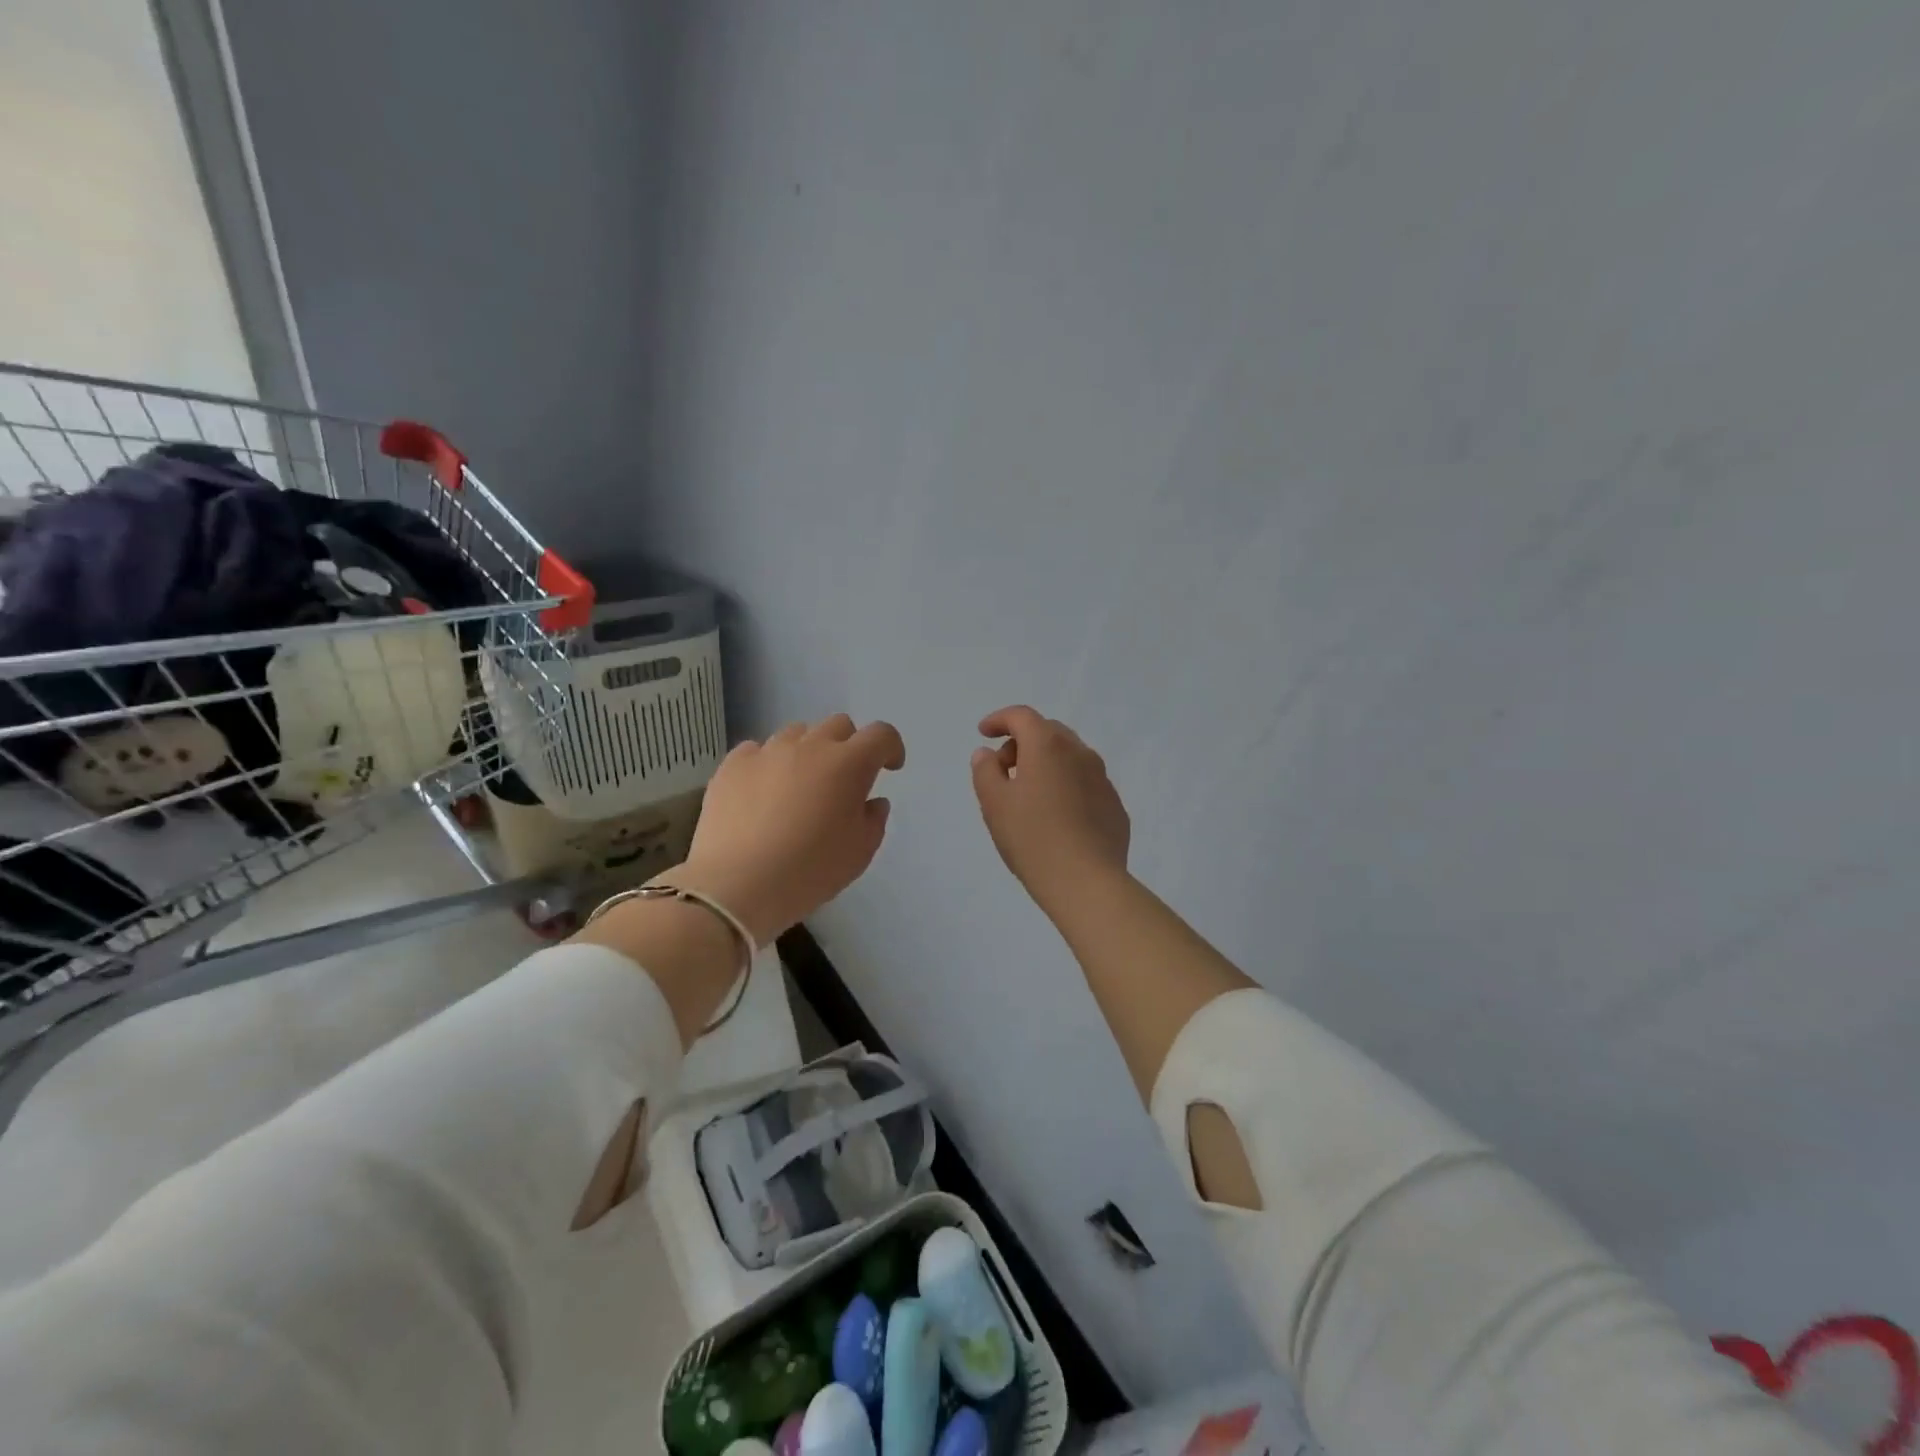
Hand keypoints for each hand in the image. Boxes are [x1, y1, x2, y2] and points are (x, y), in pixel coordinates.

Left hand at [671, 715, 904, 944]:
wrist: (737, 885)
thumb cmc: (810, 870)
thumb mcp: (859, 853)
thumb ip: (874, 820)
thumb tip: (872, 801)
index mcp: (849, 764)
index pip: (881, 735)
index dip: (890, 748)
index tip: (889, 768)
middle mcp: (810, 746)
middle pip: (838, 725)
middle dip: (849, 746)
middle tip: (843, 779)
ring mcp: (768, 751)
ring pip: (797, 733)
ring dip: (807, 751)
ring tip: (799, 785)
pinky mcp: (733, 764)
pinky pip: (757, 750)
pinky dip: (768, 763)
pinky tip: (762, 791)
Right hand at [972, 706, 1129, 912]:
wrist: (1086, 882)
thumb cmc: (1032, 838)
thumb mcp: (994, 804)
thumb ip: (985, 771)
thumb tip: (987, 754)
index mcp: (1048, 746)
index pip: (1021, 716)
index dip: (999, 719)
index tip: (983, 733)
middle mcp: (1080, 753)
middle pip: (1048, 732)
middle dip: (1022, 742)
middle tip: (1003, 769)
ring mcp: (1102, 779)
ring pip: (1069, 757)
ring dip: (1046, 764)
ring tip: (1028, 795)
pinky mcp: (1114, 805)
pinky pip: (1085, 783)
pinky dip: (1066, 786)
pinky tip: (1056, 817)